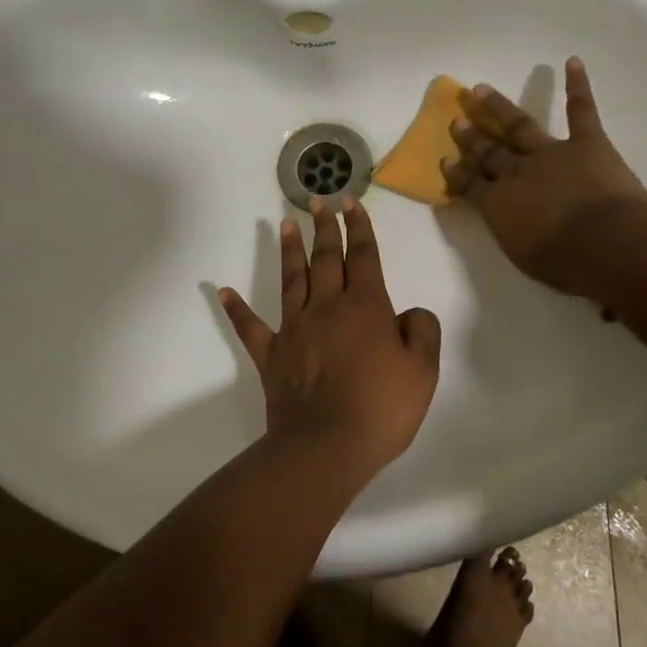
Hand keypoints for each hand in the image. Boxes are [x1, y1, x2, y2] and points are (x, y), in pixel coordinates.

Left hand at [218, 198, 441, 479]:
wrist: (326, 446)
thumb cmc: (380, 409)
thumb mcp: (423, 372)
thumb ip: (422, 332)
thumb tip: (409, 312)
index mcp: (365, 307)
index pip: (363, 256)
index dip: (359, 227)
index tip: (351, 202)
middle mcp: (327, 307)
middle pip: (326, 258)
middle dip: (325, 227)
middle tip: (319, 200)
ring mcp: (295, 328)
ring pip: (292, 279)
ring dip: (290, 250)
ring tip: (286, 223)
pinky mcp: (271, 354)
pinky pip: (250, 327)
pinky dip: (236, 309)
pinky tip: (223, 291)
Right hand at [442, 57, 646, 295]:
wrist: (606, 242)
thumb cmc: (565, 261)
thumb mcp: (524, 256)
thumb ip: (513, 234)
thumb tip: (511, 224)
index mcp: (499, 204)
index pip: (470, 185)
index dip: (456, 174)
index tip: (444, 160)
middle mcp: (517, 172)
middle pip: (488, 152)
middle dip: (471, 137)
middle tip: (456, 120)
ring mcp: (551, 153)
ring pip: (519, 125)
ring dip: (499, 107)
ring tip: (480, 89)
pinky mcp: (587, 143)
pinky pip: (581, 111)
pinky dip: (578, 86)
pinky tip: (572, 62)